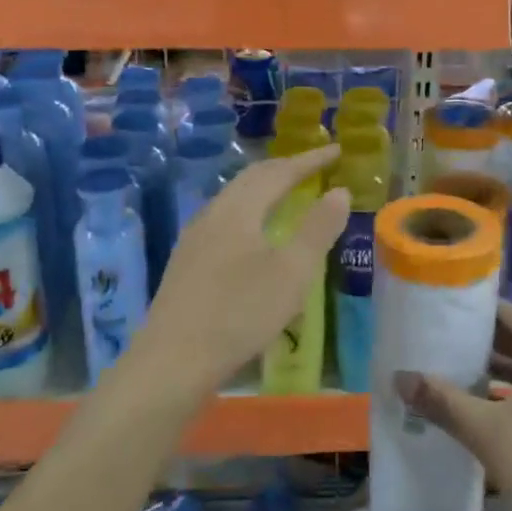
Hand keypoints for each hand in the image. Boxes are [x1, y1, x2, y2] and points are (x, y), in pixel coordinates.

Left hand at [133, 145, 347, 395]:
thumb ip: (317, 229)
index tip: (336, 150)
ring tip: (288, 192)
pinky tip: (254, 233)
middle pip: (252, 178)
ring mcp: (194, 237)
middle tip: (315, 166)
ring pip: (235, 198)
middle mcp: (213, 213)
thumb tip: (339, 191)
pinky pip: (225, 218)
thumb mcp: (292, 272)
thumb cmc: (240, 313)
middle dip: (286, 168)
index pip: (279, 171)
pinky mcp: (186, 261)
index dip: (310, 160)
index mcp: (239, 209)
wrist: (172, 360)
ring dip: (265, 188)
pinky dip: (250, 210)